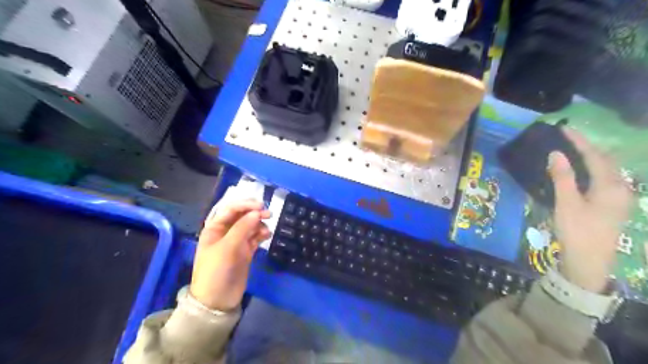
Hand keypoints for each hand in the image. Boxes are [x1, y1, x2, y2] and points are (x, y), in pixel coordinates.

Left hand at [190, 199, 270, 310]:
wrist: (217, 300)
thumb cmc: (216, 270)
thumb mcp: (227, 247)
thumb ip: (242, 228)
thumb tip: (257, 212)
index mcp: (215, 227)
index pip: (231, 208)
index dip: (246, 204)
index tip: (261, 205)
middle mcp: (226, 231)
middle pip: (242, 215)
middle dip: (255, 213)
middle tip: (269, 215)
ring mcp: (236, 241)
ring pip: (251, 225)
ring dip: (260, 224)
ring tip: (266, 231)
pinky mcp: (246, 251)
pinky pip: (255, 237)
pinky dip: (262, 234)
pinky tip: (267, 236)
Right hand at [545, 128, 632, 293]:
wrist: (589, 261)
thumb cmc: (577, 231)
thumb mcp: (566, 203)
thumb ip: (562, 177)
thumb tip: (556, 153)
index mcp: (610, 186)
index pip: (594, 156)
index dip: (579, 141)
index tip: (564, 129)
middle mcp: (621, 188)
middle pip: (606, 160)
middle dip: (588, 146)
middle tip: (568, 137)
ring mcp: (620, 198)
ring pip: (608, 169)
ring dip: (592, 157)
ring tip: (573, 149)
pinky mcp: (614, 205)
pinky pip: (605, 179)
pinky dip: (593, 169)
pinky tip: (582, 171)